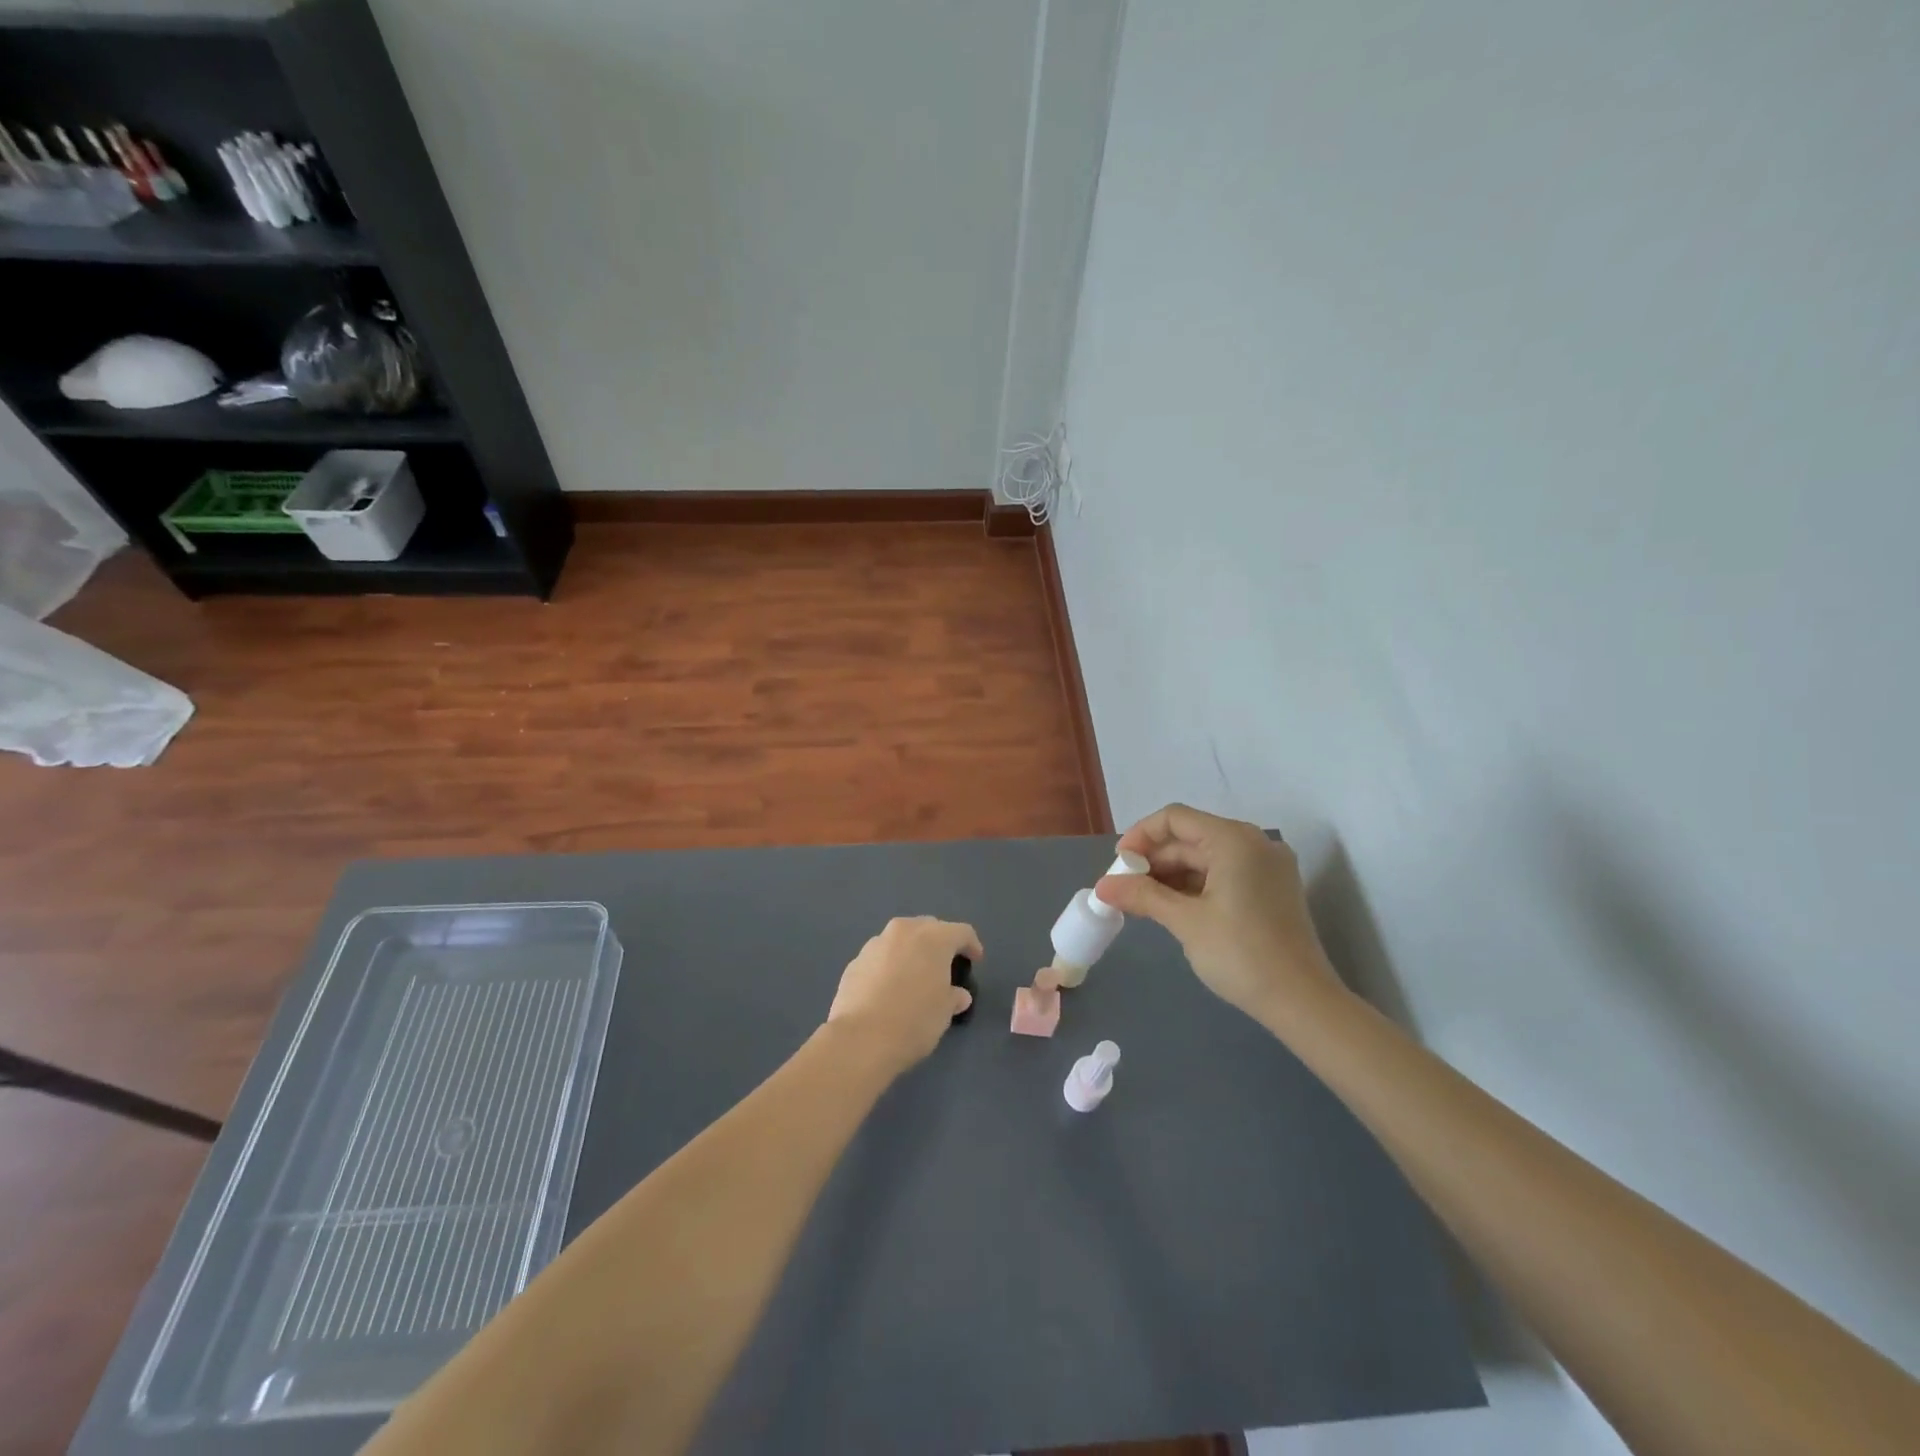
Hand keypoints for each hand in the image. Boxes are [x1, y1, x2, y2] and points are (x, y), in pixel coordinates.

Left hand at [827, 917, 981, 1073]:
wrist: (860, 1038)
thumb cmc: (914, 1020)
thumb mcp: (944, 1012)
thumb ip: (953, 997)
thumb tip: (958, 995)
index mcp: (933, 938)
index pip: (961, 932)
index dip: (972, 945)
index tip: (975, 960)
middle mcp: (904, 931)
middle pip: (928, 927)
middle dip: (939, 942)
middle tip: (944, 964)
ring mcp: (876, 944)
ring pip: (901, 939)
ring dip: (911, 951)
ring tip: (914, 975)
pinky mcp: (855, 961)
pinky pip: (880, 957)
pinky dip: (889, 965)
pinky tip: (889, 988)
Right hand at [1094, 804, 1344, 1025]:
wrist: (1302, 1002)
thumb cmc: (1241, 954)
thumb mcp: (1185, 922)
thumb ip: (1142, 896)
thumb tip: (1102, 887)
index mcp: (1234, 840)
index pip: (1175, 818)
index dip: (1141, 836)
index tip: (1118, 865)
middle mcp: (1254, 843)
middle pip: (1191, 837)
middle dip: (1154, 859)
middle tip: (1124, 888)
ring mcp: (1267, 867)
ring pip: (1206, 857)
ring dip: (1172, 875)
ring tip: (1142, 902)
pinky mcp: (1272, 889)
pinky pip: (1224, 873)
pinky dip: (1195, 886)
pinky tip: (1172, 908)